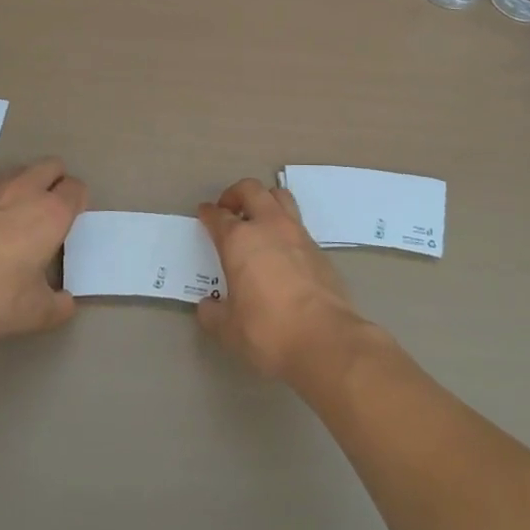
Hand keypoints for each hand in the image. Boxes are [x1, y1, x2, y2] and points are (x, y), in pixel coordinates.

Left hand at [0, 159, 86, 338]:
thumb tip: (65, 303)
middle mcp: (25, 190)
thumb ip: (57, 306)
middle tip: (47, 211)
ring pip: (17, 171)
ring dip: (23, 185)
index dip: (77, 202)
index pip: (76, 188)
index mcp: (52, 213)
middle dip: (55, 181)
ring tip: (13, 215)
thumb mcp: (34, 313)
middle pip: (51, 166)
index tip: (69, 221)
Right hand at [196, 179, 364, 380]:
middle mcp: (268, 226)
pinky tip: (281, 249)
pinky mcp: (318, 248)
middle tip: (229, 209)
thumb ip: (213, 314)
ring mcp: (297, 233)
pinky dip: (285, 226)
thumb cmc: (267, 331)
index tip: (205, 213)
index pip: (218, 216)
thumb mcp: (229, 329)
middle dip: (236, 194)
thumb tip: (208, 307)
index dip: (208, 213)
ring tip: (258, 219)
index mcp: (239, 240)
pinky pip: (297, 223)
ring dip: (265, 200)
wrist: (324, 339)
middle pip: (251, 190)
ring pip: (280, 196)